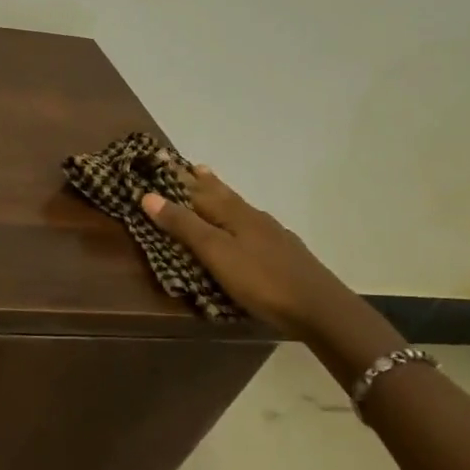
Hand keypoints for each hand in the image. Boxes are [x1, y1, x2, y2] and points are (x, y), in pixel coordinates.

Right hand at [141, 166, 367, 341]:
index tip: (165, 159)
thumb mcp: (215, 253)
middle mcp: (254, 218)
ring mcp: (272, 236)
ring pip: (240, 209)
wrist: (320, 310)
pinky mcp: (283, 254)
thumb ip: (184, 225)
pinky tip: (243, 229)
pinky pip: (252, 227)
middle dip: (206, 182)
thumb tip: (148, 195)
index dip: (181, 177)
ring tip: (212, 190)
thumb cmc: (261, 279)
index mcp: (235, 214)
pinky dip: (238, 220)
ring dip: (223, 197)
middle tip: (192, 167)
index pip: (201, 189)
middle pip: (224, 194)